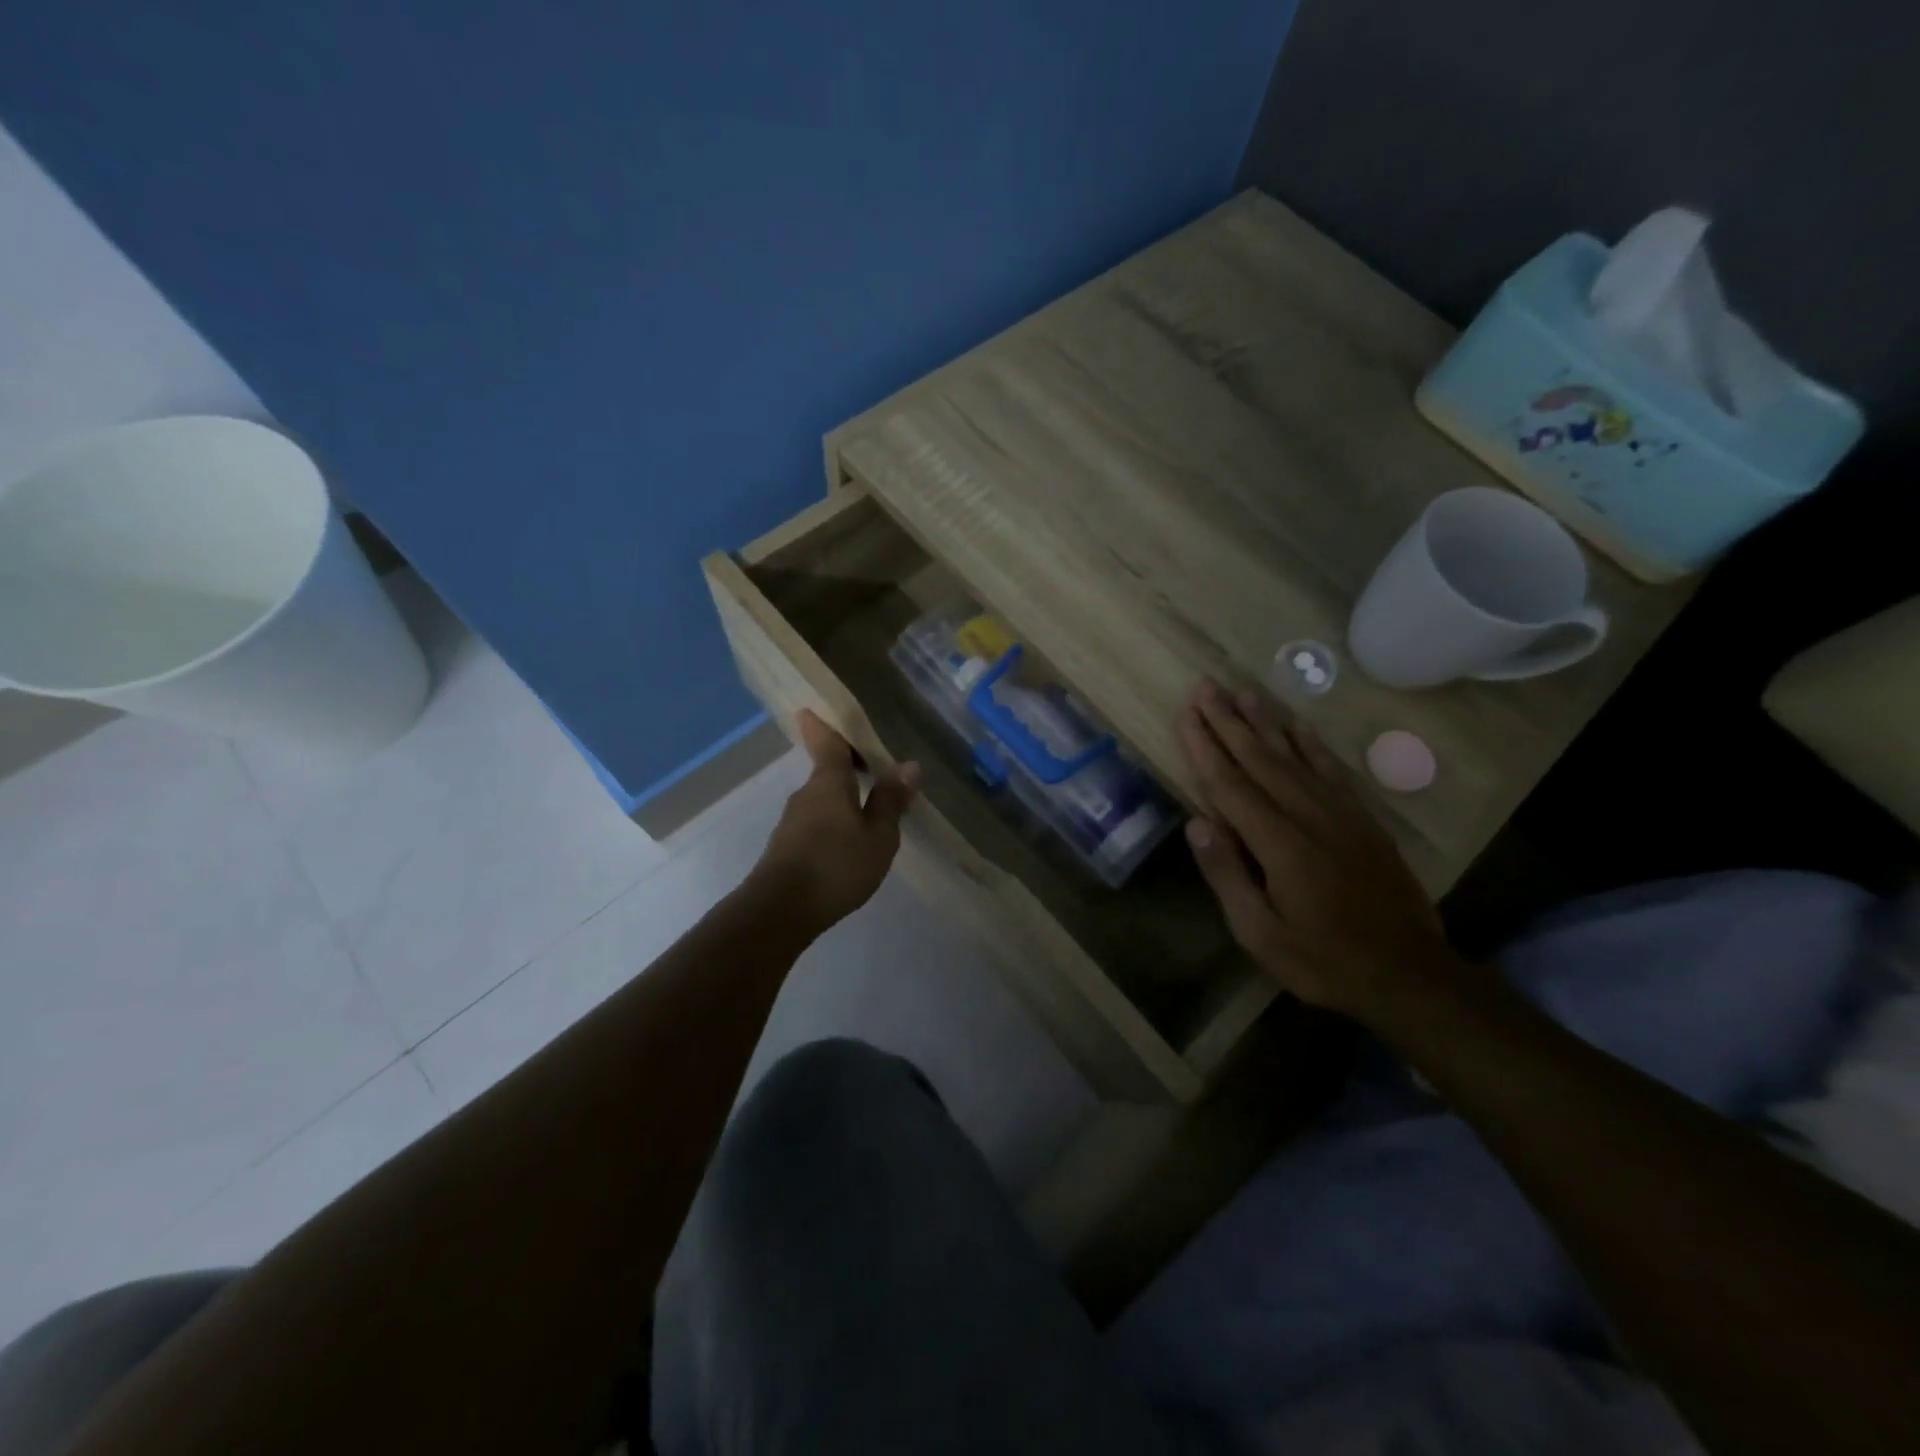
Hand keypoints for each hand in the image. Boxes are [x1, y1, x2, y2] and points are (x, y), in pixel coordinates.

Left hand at [749, 710, 919, 934]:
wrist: (779, 911)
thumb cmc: (836, 866)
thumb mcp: (878, 836)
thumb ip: (891, 801)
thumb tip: (909, 765)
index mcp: (829, 783)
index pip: (826, 743)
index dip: (821, 726)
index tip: (809, 709)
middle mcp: (806, 794)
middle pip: (826, 772)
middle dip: (847, 769)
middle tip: (874, 769)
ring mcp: (792, 822)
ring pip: (822, 800)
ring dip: (842, 800)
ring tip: (869, 812)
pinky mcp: (786, 848)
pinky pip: (816, 823)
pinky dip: (833, 823)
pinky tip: (849, 844)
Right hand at [1179, 680, 1458, 1021]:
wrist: (1409, 975)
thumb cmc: (1323, 960)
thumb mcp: (1260, 933)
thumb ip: (1228, 874)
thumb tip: (1196, 822)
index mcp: (1279, 844)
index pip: (1231, 785)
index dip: (1205, 748)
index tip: (1186, 715)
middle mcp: (1309, 817)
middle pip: (1260, 759)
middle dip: (1229, 722)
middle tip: (1207, 687)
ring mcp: (1341, 814)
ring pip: (1295, 756)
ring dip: (1266, 721)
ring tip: (1243, 691)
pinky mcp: (1363, 820)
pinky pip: (1331, 769)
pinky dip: (1310, 742)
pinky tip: (1296, 725)